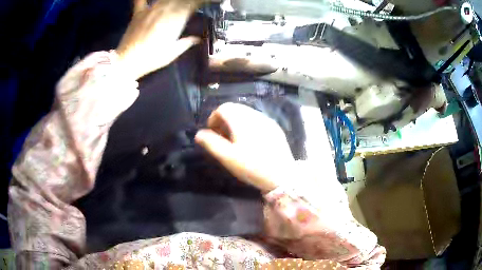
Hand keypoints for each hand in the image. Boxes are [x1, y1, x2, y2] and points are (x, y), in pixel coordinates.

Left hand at [116, 0, 206, 79]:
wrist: (127, 62)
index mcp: (175, 20)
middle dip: (188, 1)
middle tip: (191, 4)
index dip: (199, 2)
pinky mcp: (137, 13)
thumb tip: (198, 39)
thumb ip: (186, 43)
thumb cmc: (151, 59)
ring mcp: (150, 11)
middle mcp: (164, 11)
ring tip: (176, 3)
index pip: (192, 4)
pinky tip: (150, 0)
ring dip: (173, 0)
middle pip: (180, 0)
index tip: (204, 3)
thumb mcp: (172, 53)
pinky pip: (141, 0)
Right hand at [195, 103, 294, 192]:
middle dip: (224, 119)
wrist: (282, 176)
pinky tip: (250, 140)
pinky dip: (248, 124)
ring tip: (234, 139)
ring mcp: (267, 121)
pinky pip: (257, 119)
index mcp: (242, 120)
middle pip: (235, 108)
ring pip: (247, 113)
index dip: (213, 117)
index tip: (212, 132)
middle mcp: (255, 115)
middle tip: (221, 136)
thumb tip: (199, 134)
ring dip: (236, 121)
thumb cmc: (252, 166)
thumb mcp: (227, 157)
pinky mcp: (275, 128)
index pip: (223, 108)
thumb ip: (211, 143)